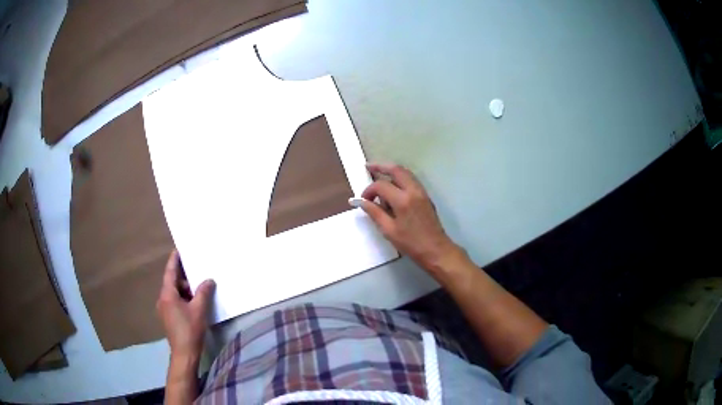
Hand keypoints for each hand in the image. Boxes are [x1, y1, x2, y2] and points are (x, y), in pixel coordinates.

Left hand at [156, 250, 214, 359]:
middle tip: (198, 276)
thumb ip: (203, 292)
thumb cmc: (190, 329)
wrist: (184, 353)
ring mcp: (164, 310)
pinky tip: (195, 305)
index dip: (174, 260)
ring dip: (186, 292)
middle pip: (173, 283)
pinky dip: (184, 300)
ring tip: (200, 293)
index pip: (170, 272)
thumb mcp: (199, 309)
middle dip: (185, 279)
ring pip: (175, 294)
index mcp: (167, 294)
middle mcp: (163, 299)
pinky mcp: (168, 318)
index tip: (178, 250)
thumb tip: (209, 280)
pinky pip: (175, 303)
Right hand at [357, 163, 464, 273]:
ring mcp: (421, 192)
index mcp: (402, 200)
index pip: (381, 185)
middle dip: (381, 166)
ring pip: (405, 173)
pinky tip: (392, 185)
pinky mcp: (425, 196)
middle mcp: (413, 191)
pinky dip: (400, 177)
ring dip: (391, 170)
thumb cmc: (411, 243)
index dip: (369, 190)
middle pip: (396, 170)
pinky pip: (411, 180)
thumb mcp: (389, 230)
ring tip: (378, 172)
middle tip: (368, 167)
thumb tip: (362, 202)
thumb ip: (375, 213)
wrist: (436, 249)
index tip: (363, 199)